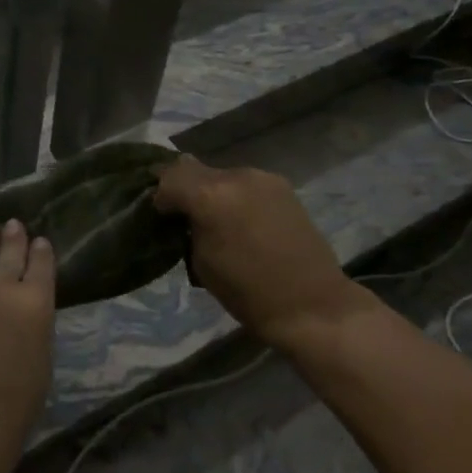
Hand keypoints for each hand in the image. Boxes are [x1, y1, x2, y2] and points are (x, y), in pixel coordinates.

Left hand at [0, 221, 55, 472]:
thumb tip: (24, 302)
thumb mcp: (41, 358)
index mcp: (34, 303)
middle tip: (12, 224)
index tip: (39, 241)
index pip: (41, 264)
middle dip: (13, 237)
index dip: (40, 251)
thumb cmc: (12, 405)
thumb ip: (33, 320)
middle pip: (8, 252)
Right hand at [153, 156, 378, 355]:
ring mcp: (262, 178)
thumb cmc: (247, 293)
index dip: (160, 196)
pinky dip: (235, 195)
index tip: (162, 216)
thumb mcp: (201, 262)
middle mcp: (235, 176)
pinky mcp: (282, 186)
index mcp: (210, 196)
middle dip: (184, 188)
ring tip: (216, 219)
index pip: (168, 178)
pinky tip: (242, 220)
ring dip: (211, 190)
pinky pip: (245, 182)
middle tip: (184, 216)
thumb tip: (183, 211)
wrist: (311, 304)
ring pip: (220, 174)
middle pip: (193, 168)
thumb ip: (188, 226)